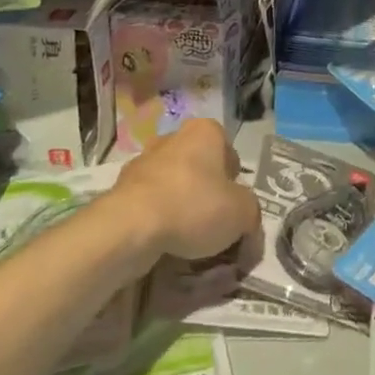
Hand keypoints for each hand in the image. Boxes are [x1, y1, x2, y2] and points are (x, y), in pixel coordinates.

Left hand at [112, 120, 262, 263]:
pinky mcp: (121, 188)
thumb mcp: (243, 213)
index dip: (236, 186)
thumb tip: (249, 231)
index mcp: (206, 131)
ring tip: (187, 243)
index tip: (234, 212)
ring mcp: (144, 161)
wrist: (130, 226)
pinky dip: (158, 221)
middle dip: (207, 196)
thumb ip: (252, 217)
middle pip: (201, 170)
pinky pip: (150, 205)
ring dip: (181, 209)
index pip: (231, 156)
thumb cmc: (194, 205)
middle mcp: (174, 138)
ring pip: (174, 187)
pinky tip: (163, 244)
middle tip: (213, 229)